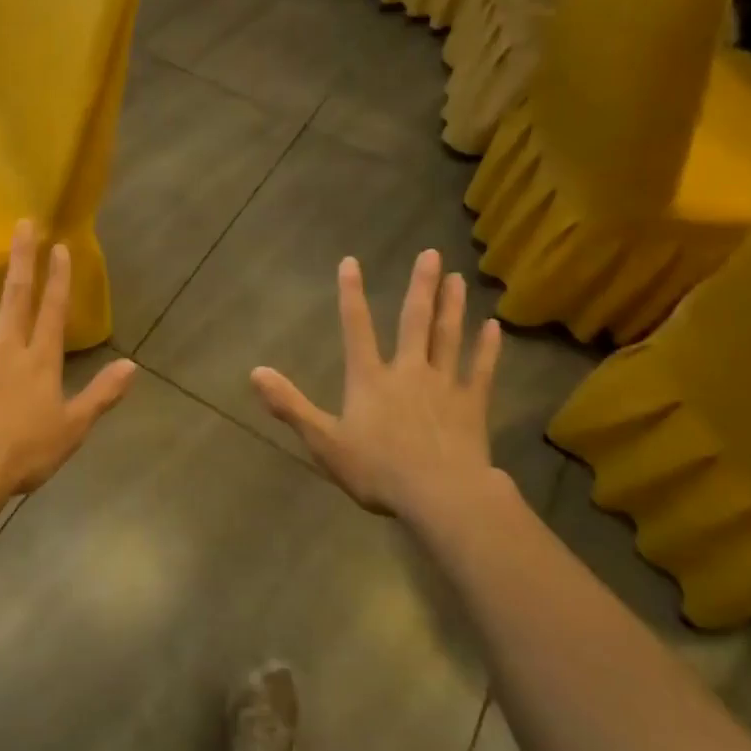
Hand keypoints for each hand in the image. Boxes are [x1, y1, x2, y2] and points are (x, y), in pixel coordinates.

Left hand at [0, 219, 136, 503]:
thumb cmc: (23, 453)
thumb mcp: (73, 428)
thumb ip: (102, 394)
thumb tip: (133, 366)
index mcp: (39, 362)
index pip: (52, 312)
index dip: (58, 279)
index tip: (59, 247)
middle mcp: (5, 348)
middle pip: (15, 297)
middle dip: (21, 260)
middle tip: (22, 224)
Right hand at [250, 250, 508, 520]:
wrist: (441, 496)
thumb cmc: (378, 470)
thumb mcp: (324, 441)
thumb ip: (290, 405)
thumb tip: (255, 372)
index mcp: (370, 379)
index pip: (356, 328)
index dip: (351, 294)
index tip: (351, 262)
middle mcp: (408, 371)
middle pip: (415, 321)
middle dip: (420, 287)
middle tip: (431, 253)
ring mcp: (444, 385)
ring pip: (448, 337)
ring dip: (452, 306)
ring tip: (457, 277)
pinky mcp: (471, 405)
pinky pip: (480, 370)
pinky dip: (487, 348)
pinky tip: (494, 327)